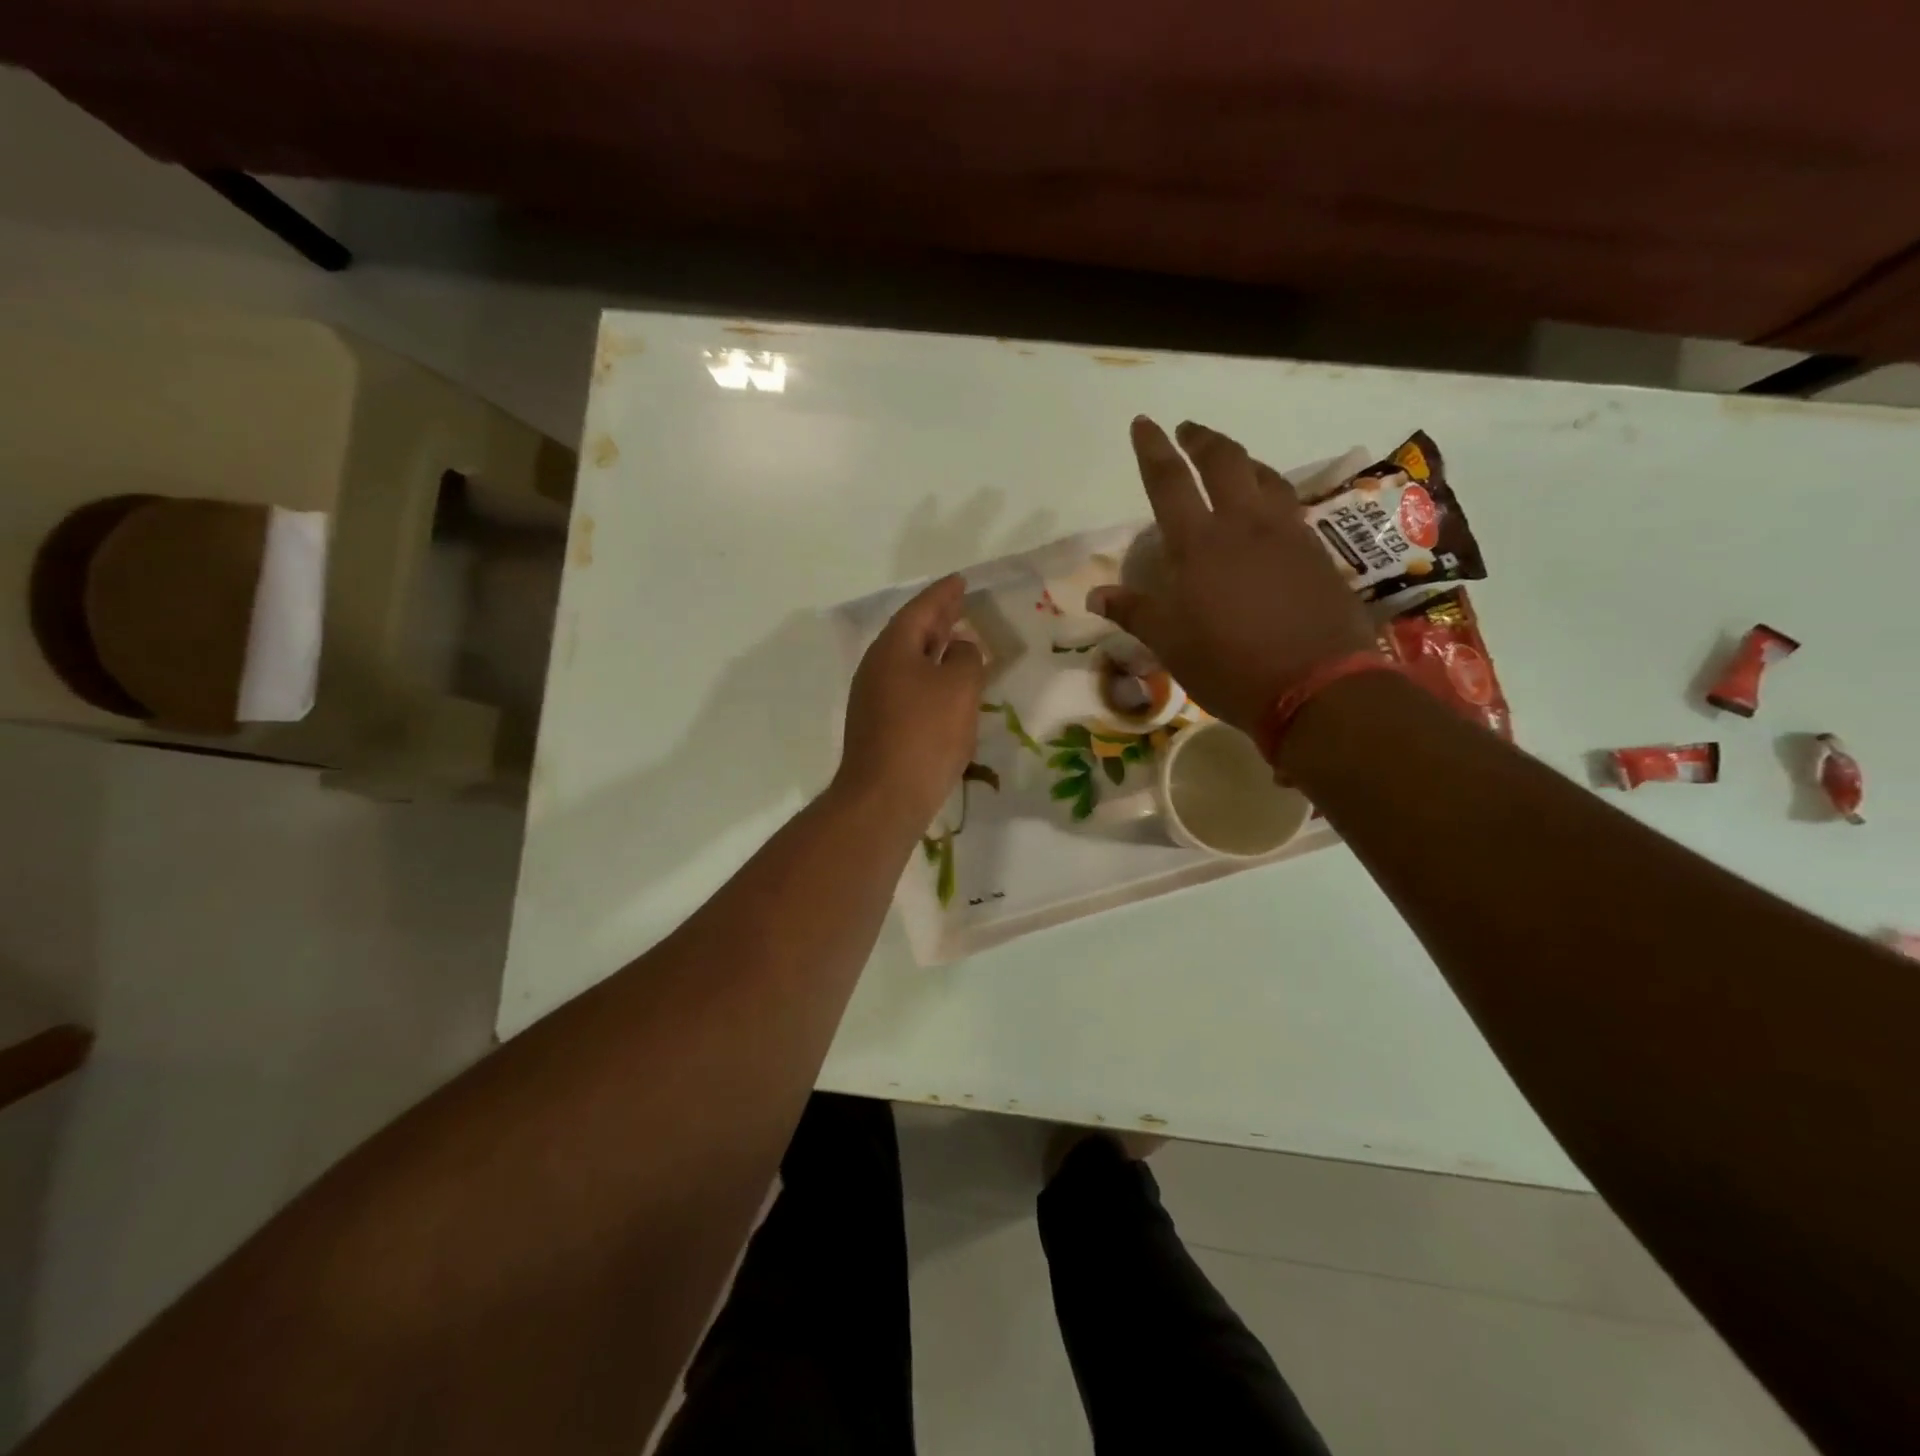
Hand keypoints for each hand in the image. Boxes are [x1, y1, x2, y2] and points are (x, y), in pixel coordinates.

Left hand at [835, 574, 985, 829]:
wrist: (885, 797)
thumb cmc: (925, 734)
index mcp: (893, 648)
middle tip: (960, 604)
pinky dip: (928, 677)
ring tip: (957, 641)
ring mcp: (873, 698)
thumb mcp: (959, 687)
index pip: (920, 609)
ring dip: (932, 649)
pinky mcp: (878, 726)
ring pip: (908, 662)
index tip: (961, 581)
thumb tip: (959, 649)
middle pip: (910, 633)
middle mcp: (877, 667)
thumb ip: (966, 658)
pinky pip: (907, 688)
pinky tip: (945, 689)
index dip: (944, 594)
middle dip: (937, 618)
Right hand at [1089, 417, 1374, 732]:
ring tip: (1230, 461)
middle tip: (1187, 430)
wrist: (1318, 686)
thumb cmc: (1230, 666)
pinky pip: (1289, 504)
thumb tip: (1095, 595)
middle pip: (1224, 462)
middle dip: (1202, 440)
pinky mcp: (1317, 552)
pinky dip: (1271, 491)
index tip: (1143, 423)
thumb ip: (1134, 612)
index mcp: (1200, 545)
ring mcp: (1287, 534)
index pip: (1169, 482)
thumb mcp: (1170, 644)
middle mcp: (1244, 525)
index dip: (1153, 450)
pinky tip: (1269, 507)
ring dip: (1242, 460)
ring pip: (1265, 476)